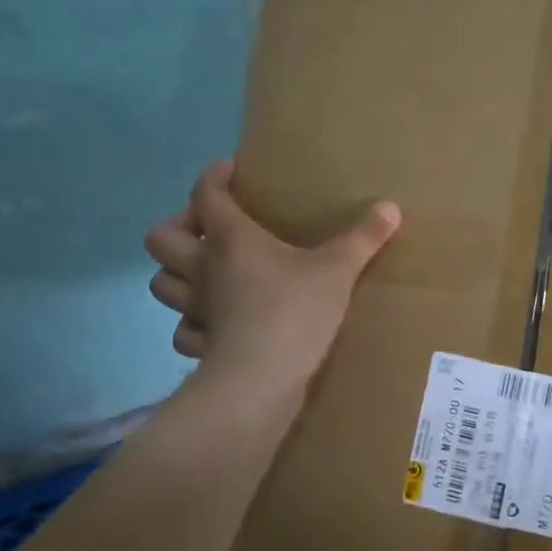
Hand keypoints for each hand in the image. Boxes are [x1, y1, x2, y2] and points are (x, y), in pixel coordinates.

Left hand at [145, 159, 400, 394]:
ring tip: (209, 273)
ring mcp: (197, 310)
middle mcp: (203, 269)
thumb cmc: (294, 311)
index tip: (231, 170)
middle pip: (160, 238)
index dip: (214, 176)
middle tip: (210, 230)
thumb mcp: (337, 270)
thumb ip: (363, 238)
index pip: (206, 193)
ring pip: (163, 284)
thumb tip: (391, 207)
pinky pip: (185, 330)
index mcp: (230, 239)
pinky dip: (194, 323)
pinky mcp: (202, 346)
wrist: (260, 380)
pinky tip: (217, 323)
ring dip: (178, 274)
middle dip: (179, 227)